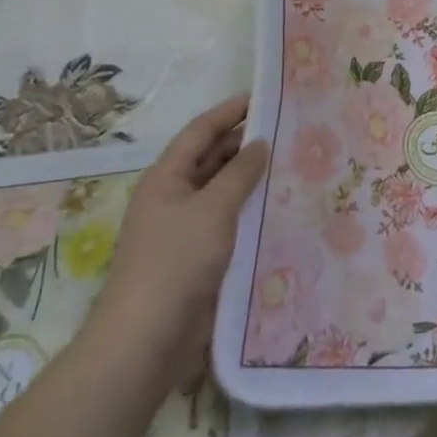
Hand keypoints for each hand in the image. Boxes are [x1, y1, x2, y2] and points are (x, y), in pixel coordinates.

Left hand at [87, 95, 267, 368]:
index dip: (231, 111)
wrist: (146, 340)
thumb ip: (240, 173)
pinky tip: (277, 207)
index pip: (201, 131)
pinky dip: (248, 209)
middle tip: (287, 130)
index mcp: (166, 177)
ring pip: (220, 190)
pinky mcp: (196, 257)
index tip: (264, 96)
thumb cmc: (176, 262)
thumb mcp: (213, 209)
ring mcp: (183, 228)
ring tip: (291, 163)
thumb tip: (260, 143)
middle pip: (210, 158)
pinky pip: (226, 220)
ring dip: (249, 177)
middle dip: (244, 142)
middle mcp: (172, 196)